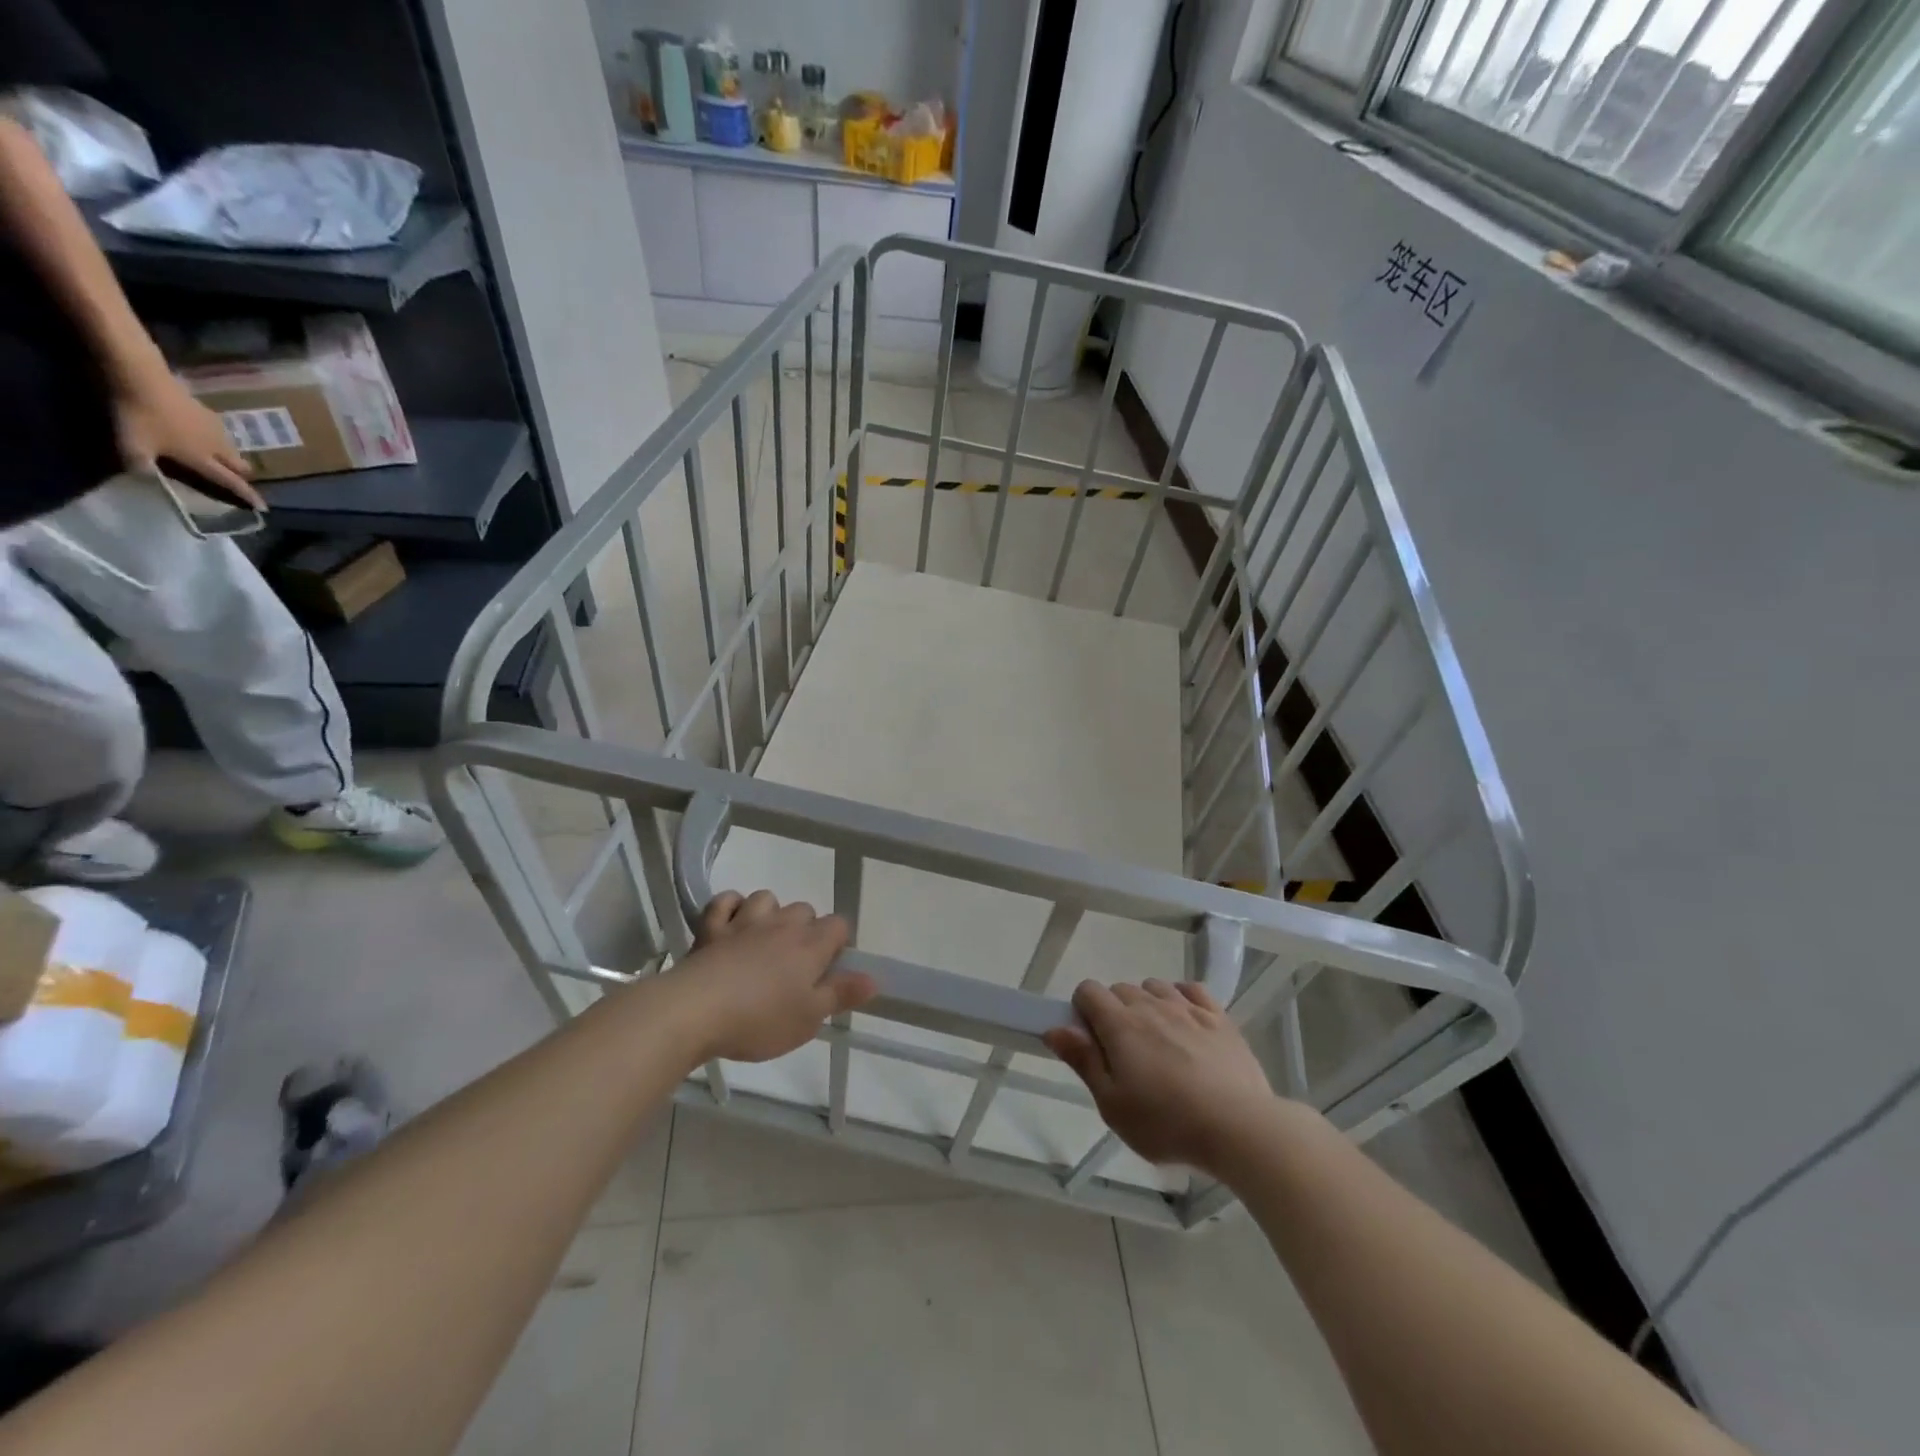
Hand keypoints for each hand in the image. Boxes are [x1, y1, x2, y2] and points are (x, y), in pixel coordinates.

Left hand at [115, 369, 265, 510]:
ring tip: (218, 457)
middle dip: (241, 475)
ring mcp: (216, 429)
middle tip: (235, 478)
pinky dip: (216, 439)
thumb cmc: (141, 416)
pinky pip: (221, 432)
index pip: (231, 482)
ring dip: (229, 456)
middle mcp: (217, 447)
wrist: (145, 379)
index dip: (247, 495)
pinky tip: (203, 434)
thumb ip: (141, 466)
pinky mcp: (209, 413)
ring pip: (233, 450)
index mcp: (203, 459)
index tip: (263, 508)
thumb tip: (147, 480)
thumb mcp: (131, 445)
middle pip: (241, 466)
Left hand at [669, 891, 872, 1063]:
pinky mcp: (711, 928)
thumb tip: (874, 978)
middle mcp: (782, 925)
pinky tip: (730, 923)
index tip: (829, 968)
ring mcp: (744, 922)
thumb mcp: (809, 1018)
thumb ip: (841, 994)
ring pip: (766, 899)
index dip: (838, 943)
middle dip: (805, 929)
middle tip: (796, 964)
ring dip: (769, 913)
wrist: (694, 1011)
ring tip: (763, 941)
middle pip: (804, 909)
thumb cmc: (759, 1019)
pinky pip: (725, 901)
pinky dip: (730, 907)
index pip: (839, 925)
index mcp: (810, 945)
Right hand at [1043, 979, 1279, 1176]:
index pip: (1088, 990)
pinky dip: (1182, 998)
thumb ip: (1083, 1061)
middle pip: (1120, 988)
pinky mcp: (1219, 1018)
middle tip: (1124, 1054)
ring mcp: (1188, 1008)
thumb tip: (1054, 1028)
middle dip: (1114, 1011)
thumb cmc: (1166, 1123)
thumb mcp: (1112, 1104)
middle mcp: (1150, 1005)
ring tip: (1157, 1041)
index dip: (1082, 1010)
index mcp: (1120, 1024)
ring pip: (1155, 986)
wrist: (1238, 1128)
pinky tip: (1186, 1023)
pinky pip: (1192, 989)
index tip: (1091, 1042)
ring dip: (1148, 1004)